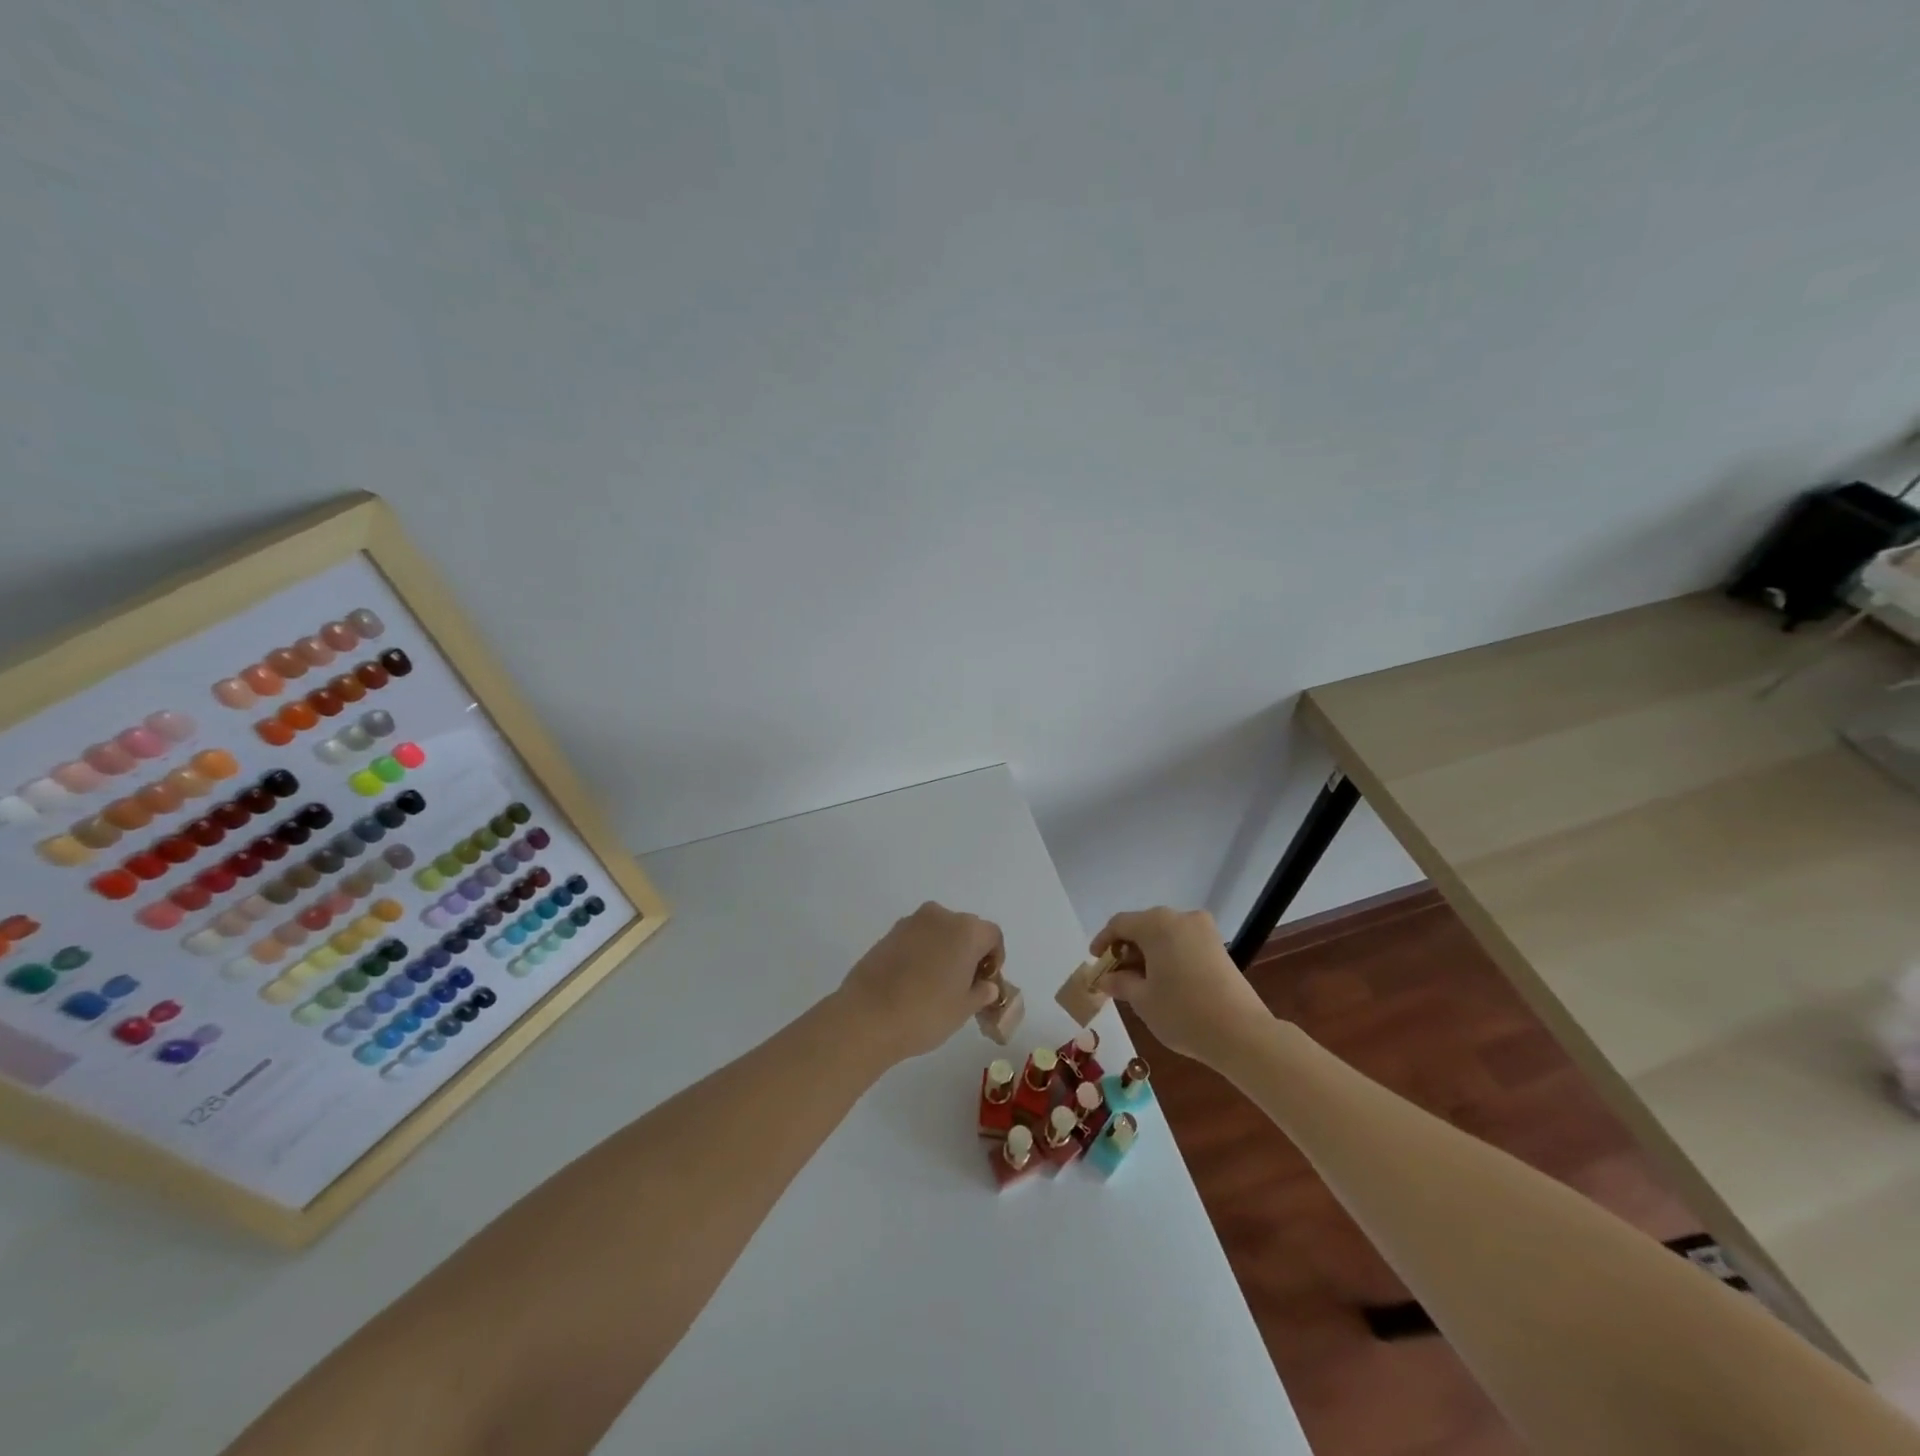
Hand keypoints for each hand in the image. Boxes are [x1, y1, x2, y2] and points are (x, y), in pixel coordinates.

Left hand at [837, 902, 1003, 1063]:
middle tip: (964, 985)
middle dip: (969, 953)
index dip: (995, 958)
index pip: (992, 936)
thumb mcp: (964, 1009)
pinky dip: (922, 953)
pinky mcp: (888, 933)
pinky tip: (914, 982)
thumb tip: (986, 986)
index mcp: (966, 930)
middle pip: (966, 929)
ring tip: (937, 985)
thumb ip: (981, 992)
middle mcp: (940, 916)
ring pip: (939, 932)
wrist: (867, 1017)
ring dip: (944, 951)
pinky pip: (916, 938)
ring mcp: (911, 922)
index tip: (986, 983)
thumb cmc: (926, 1013)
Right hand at [1093, 907, 1273, 1061]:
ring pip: (1164, 934)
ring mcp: (1203, 931)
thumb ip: (1120, 983)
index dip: (1103, 941)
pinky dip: (1168, 956)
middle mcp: (1180, 918)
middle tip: (1115, 976)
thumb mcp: (1142, 999)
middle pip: (1143, 926)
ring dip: (1147, 953)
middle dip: (1126, 948)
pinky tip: (1164, 981)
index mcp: (1157, 924)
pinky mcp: (1218, 947)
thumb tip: (1106, 979)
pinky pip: (1183, 943)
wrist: (1241, 1033)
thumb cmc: (1182, 1012)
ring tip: (1139, 982)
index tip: (1096, 962)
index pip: (1119, 924)